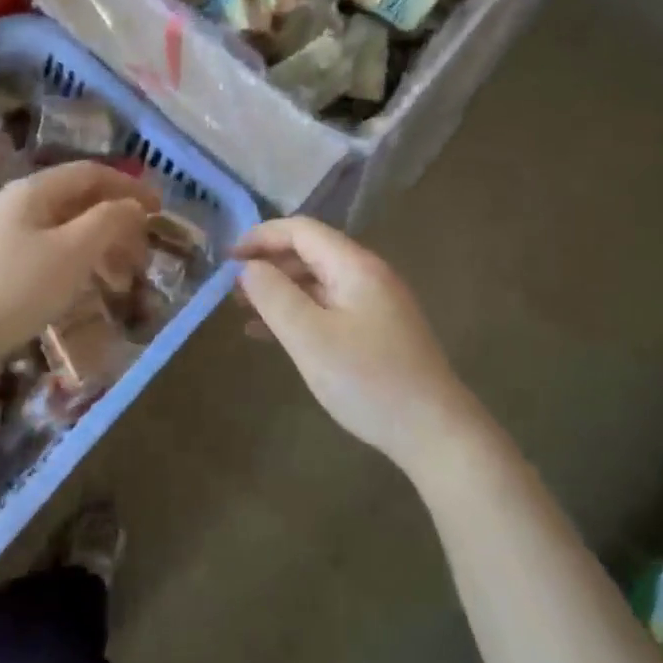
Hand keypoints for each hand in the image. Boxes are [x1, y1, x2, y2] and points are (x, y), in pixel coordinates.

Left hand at [0, 161, 157, 359]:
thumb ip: (108, 221)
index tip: (160, 210)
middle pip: (76, 200)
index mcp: (32, 190)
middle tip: (142, 252)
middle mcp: (14, 203)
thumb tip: (133, 205)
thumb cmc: (17, 290)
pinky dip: (74, 261)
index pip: (91, 173)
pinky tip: (83, 286)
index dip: (129, 186)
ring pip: (62, 228)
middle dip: (115, 222)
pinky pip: (46, 249)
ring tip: (120, 277)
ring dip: (97, 245)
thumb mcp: (72, 252)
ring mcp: (0, 233)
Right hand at [235, 217, 472, 468]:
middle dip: (268, 264)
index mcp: (354, 266)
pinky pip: (328, 308)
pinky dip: (298, 313)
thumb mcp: (310, 338)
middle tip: (230, 288)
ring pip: (317, 282)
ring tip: (243, 310)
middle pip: (309, 252)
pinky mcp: (377, 331)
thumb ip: (274, 296)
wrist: (434, 432)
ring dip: (280, 290)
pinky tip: (271, 334)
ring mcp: (375, 304)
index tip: (227, 259)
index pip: (301, 230)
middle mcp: (367, 275)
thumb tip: (248, 268)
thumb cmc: (368, 380)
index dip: (261, 237)